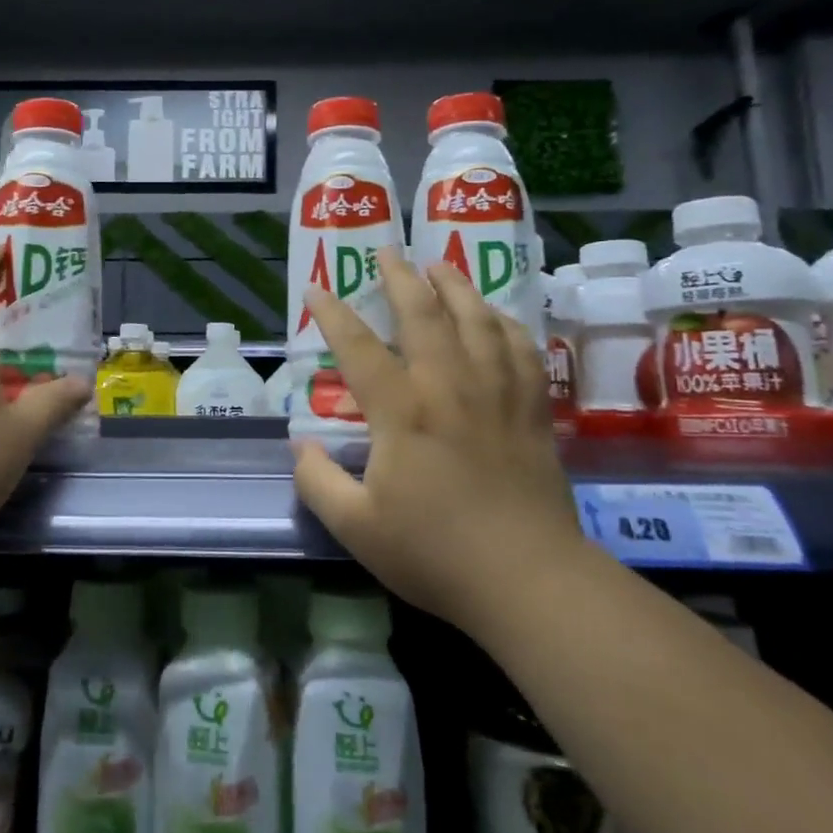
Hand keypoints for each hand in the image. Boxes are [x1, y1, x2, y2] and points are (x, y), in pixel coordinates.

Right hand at [292, 249, 582, 628]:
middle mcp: (450, 388)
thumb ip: (317, 482)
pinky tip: (498, 317)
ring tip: (442, 265)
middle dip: (402, 278)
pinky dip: (507, 324)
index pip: (359, 347)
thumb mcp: (355, 527)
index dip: (333, 314)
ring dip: (457, 286)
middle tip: (388, 251)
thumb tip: (299, 446)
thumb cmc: (434, 553)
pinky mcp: (532, 412)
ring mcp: (497, 396)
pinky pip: (522, 351)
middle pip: (425, 315)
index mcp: (403, 411)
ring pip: (479, 321)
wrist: (528, 581)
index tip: (317, 287)